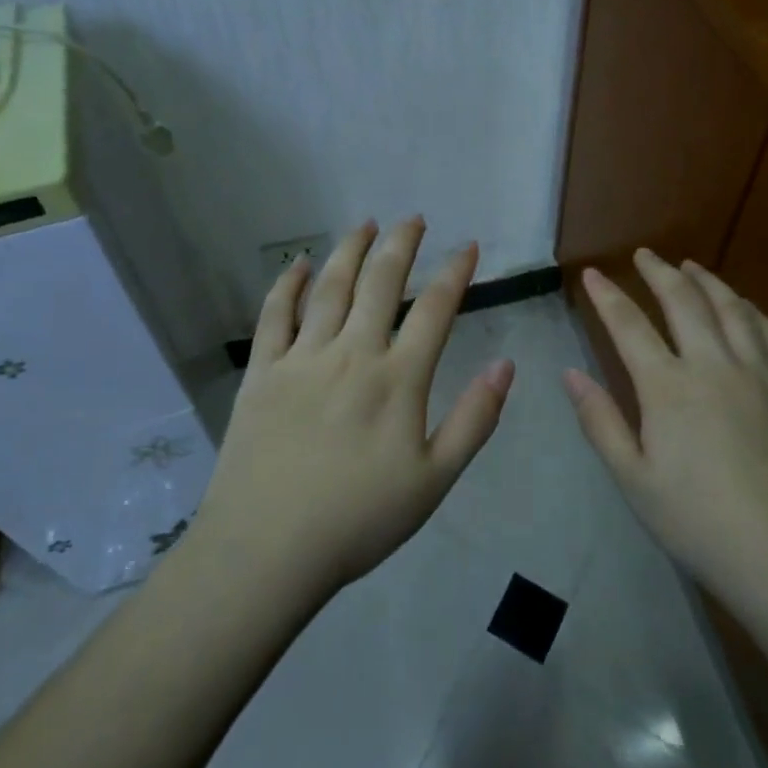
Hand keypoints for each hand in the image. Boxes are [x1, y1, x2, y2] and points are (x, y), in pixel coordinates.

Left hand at [195, 218, 513, 595]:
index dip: (455, 272)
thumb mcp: (434, 480)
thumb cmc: (359, 520)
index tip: (468, 245)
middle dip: (401, 245)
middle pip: (380, 283)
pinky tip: (300, 263)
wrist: (267, 550)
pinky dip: (289, 284)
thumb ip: (474, 420)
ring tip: (366, 223)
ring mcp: (302, 358)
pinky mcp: (262, 372)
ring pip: (331, 288)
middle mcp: (352, 354)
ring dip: (350, 250)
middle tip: (413, 218)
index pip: (434, 310)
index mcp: (397, 379)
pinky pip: (275, 315)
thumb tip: (505, 365)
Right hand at [563, 250, 767, 606]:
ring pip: (732, 310)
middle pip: (684, 303)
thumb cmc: (701, 525)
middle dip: (659, 273)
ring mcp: (762, 376)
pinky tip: (747, 308)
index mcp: (669, 388)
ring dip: (708, 282)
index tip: (592, 273)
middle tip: (644, 254)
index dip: (607, 296)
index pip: (630, 326)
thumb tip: (569, 373)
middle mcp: (714, 366)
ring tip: (691, 266)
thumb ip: (600, 422)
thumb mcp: (635, 481)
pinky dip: (755, 313)